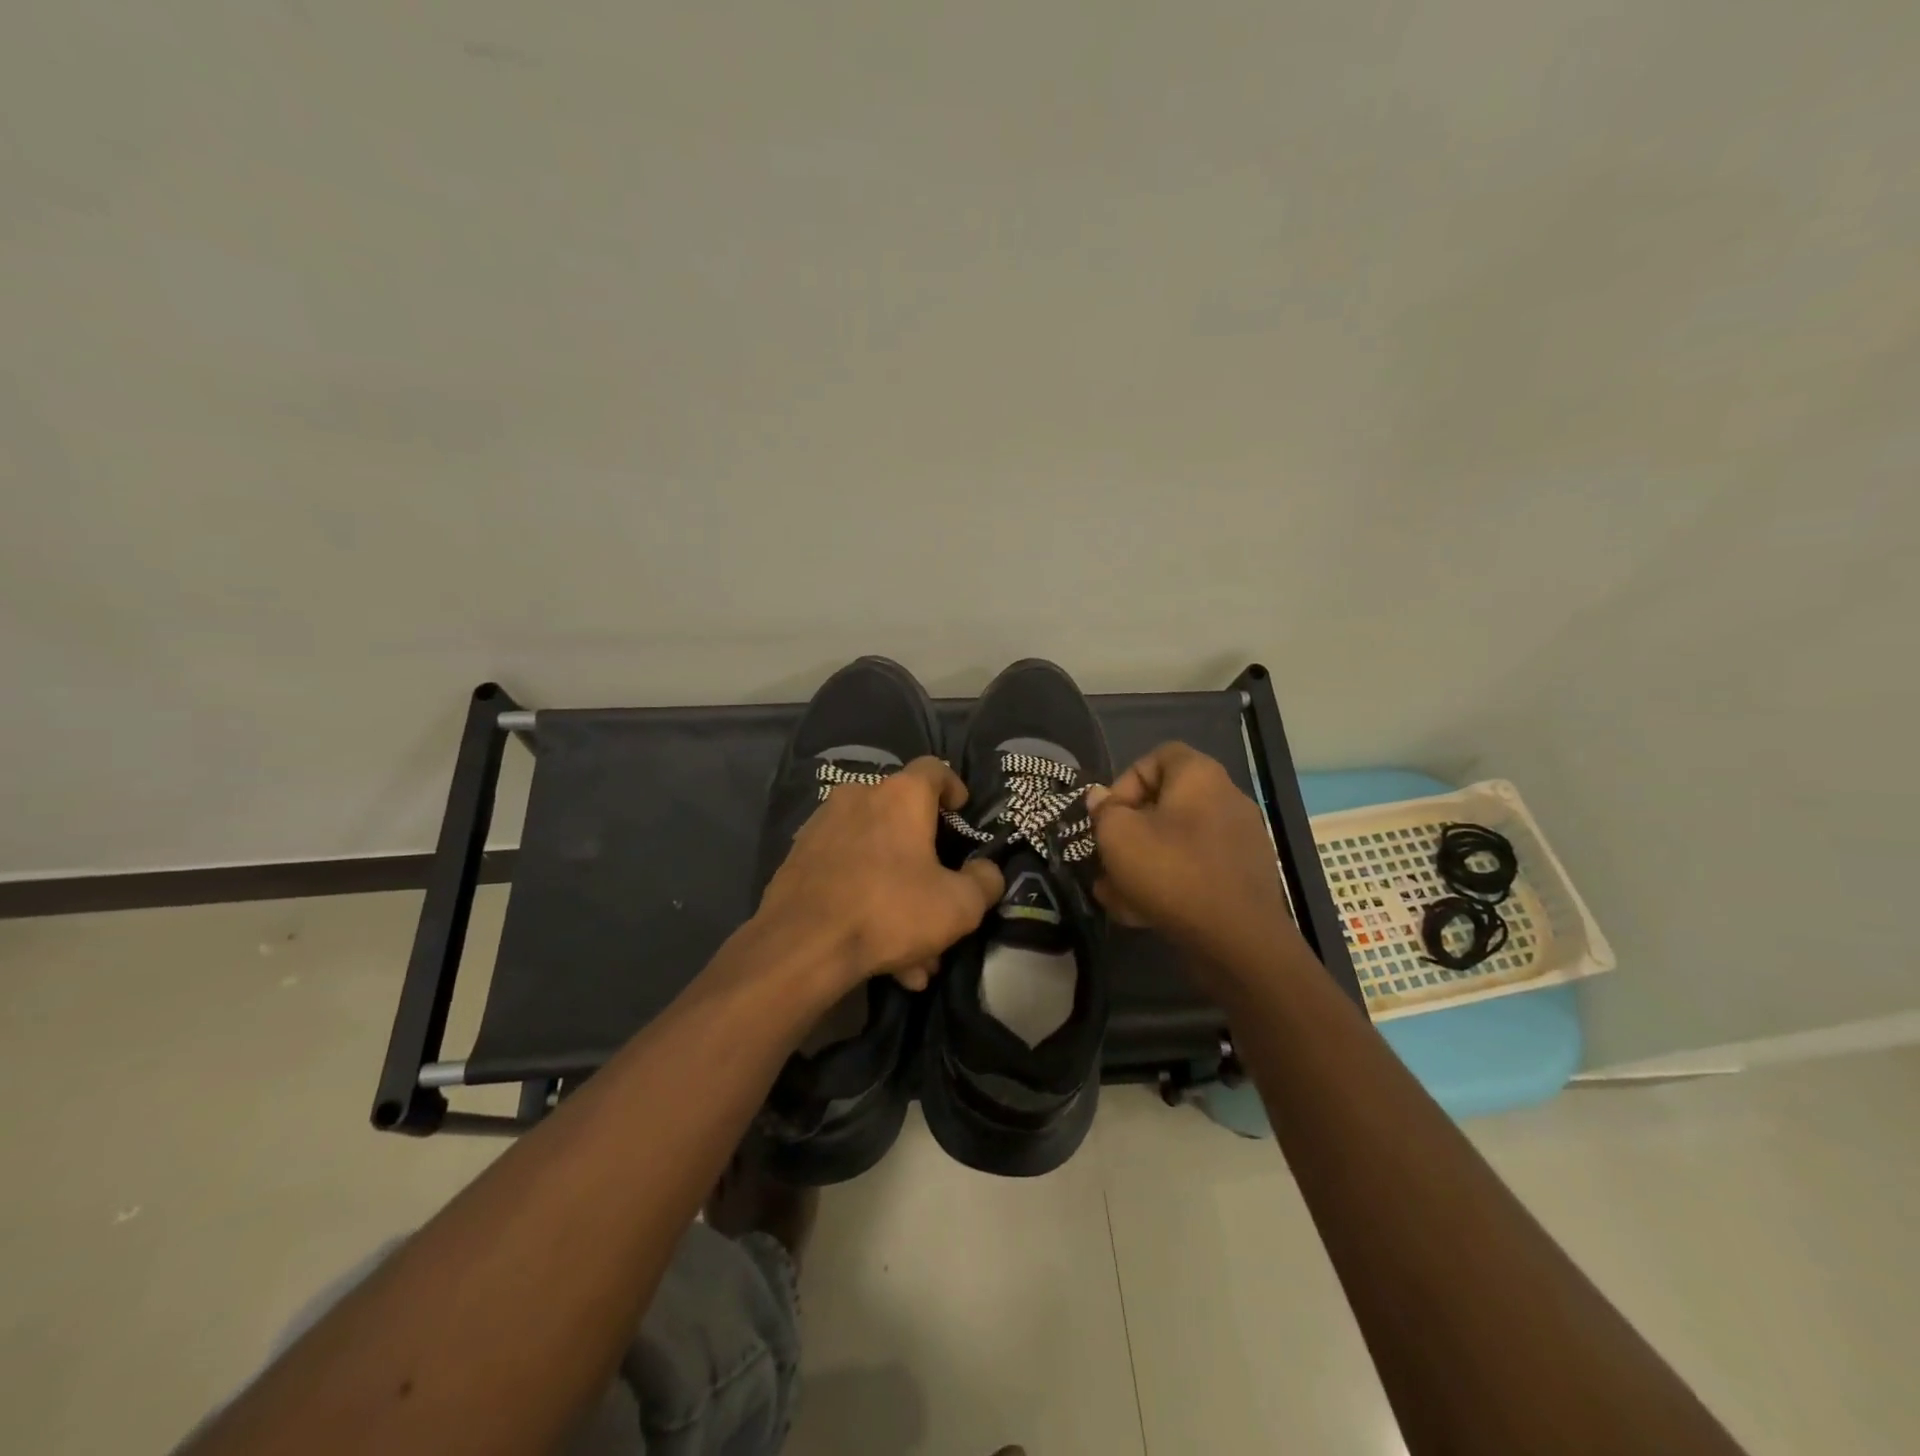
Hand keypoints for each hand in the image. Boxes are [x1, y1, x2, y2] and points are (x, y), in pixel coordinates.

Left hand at [754, 757, 1004, 992]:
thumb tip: (986, 871)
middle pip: (903, 818)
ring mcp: (823, 825)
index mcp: (901, 796)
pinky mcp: (799, 857)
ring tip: (913, 949)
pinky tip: (876, 947)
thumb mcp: (959, 906)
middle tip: (940, 898)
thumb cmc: (890, 911)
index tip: (961, 812)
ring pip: (875, 853)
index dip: (953, 788)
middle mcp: (859, 797)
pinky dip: (866, 897)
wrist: (802, 944)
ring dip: (897, 890)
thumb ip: (984, 882)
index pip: (934, 769)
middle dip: (925, 861)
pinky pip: (846, 871)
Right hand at [1086, 742, 1299, 971]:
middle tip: (1108, 857)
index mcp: (1200, 777)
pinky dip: (1168, 884)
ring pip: (1176, 843)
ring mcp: (1239, 841)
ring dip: (1142, 863)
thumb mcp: (1118, 836)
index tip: (1109, 815)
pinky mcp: (1243, 878)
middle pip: (1165, 805)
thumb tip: (1101, 799)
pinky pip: (1195, 870)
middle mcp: (1226, 800)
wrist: (1237, 940)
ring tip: (1114, 893)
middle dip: (1129, 831)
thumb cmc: (1171, 871)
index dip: (1126, 781)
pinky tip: (1140, 912)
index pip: (1159, 756)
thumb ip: (1104, 811)